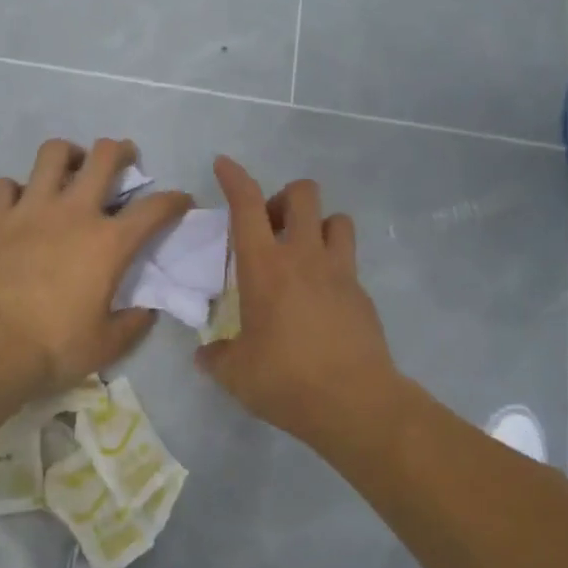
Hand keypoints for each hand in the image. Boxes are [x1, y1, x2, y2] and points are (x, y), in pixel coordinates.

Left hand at [0, 138, 190, 399]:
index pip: (154, 209)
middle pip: (105, 157)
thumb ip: (133, 324)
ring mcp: (30, 209)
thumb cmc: (54, 347)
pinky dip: (17, 189)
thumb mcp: (107, 345)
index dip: (174, 200)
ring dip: (69, 155)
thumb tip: (146, 312)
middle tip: (123, 159)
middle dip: (122, 151)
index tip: (181, 200)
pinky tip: (20, 204)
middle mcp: (73, 213)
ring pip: (53, 154)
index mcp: (109, 243)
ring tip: (71, 168)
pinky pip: (6, 184)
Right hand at [194, 156, 405, 451]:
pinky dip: (333, 262)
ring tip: (302, 253)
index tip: (224, 164)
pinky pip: (349, 258)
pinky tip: (320, 295)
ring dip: (316, 224)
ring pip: (336, 218)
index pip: (247, 205)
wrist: (355, 403)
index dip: (234, 178)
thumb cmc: (286, 381)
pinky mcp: (362, 293)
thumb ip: (216, 357)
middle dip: (283, 198)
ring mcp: (340, 271)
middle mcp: (304, 257)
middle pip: (302, 194)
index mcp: (265, 267)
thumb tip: (206, 354)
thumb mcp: (236, 374)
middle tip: (269, 229)